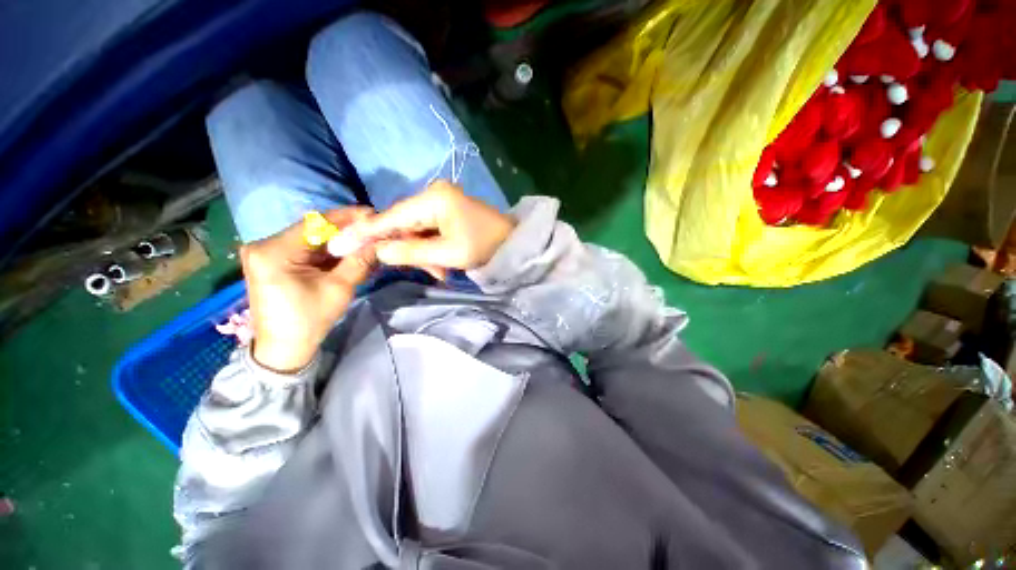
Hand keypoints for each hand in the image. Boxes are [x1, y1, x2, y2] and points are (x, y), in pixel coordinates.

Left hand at [241, 208, 375, 372]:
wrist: (284, 348)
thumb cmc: (309, 320)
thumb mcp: (340, 288)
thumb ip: (360, 260)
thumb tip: (380, 240)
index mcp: (273, 251)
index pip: (316, 223)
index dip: (347, 217)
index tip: (373, 214)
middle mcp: (264, 245)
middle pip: (313, 229)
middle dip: (346, 230)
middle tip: (374, 230)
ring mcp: (267, 252)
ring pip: (312, 238)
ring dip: (339, 240)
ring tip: (367, 240)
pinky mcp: (273, 260)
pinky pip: (306, 248)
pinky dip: (328, 250)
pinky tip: (349, 251)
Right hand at [348, 181, 514, 275]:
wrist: (512, 244)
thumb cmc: (485, 248)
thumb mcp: (449, 255)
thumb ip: (412, 253)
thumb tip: (379, 251)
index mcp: (434, 199)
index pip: (391, 216)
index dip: (365, 232)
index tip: (337, 243)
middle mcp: (433, 194)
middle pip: (402, 224)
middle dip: (408, 251)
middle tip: (428, 271)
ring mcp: (439, 202)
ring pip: (415, 231)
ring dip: (423, 255)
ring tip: (441, 272)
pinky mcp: (445, 212)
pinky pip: (427, 232)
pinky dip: (431, 251)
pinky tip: (443, 265)